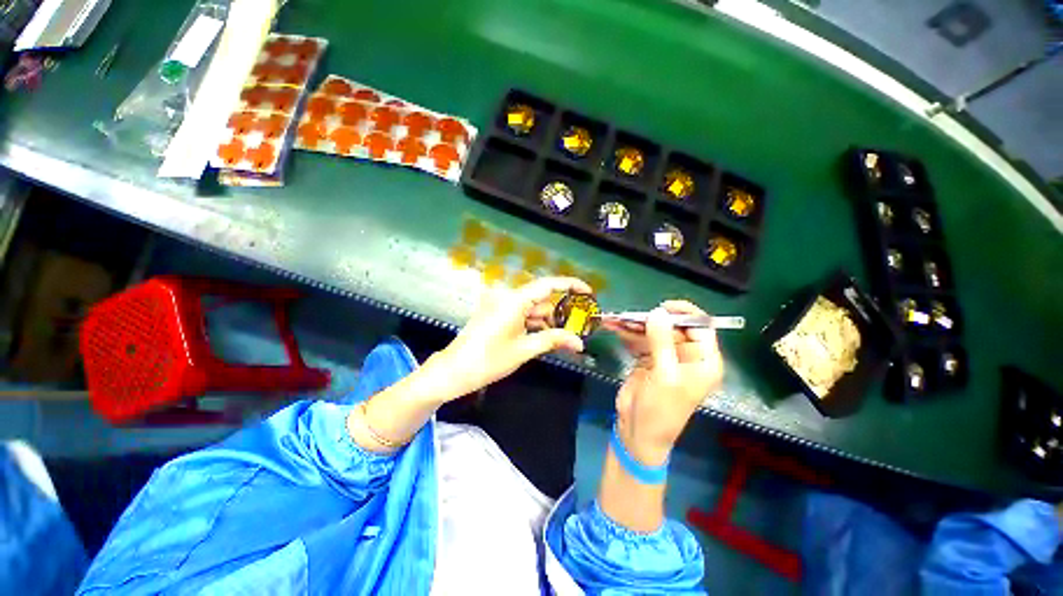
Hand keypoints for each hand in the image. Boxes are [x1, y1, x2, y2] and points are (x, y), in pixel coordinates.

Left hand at [429, 277, 590, 399]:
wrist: (454, 371)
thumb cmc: (489, 360)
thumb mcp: (525, 349)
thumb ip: (553, 340)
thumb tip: (579, 342)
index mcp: (515, 300)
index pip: (549, 284)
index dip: (571, 285)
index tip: (589, 292)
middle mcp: (507, 296)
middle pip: (541, 298)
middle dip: (559, 313)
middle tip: (577, 329)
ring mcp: (500, 304)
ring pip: (532, 307)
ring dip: (546, 321)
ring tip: (561, 338)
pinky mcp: (496, 312)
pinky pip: (521, 313)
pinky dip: (533, 323)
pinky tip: (541, 337)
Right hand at [605, 301, 723, 464]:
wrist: (637, 432)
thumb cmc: (661, 410)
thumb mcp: (664, 375)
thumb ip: (662, 342)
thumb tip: (658, 312)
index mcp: (704, 361)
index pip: (702, 328)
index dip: (685, 314)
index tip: (662, 307)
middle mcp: (687, 356)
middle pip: (673, 328)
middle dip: (652, 320)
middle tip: (630, 315)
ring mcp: (666, 357)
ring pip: (653, 332)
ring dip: (635, 325)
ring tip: (616, 318)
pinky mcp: (648, 360)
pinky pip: (640, 340)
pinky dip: (627, 334)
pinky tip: (613, 327)